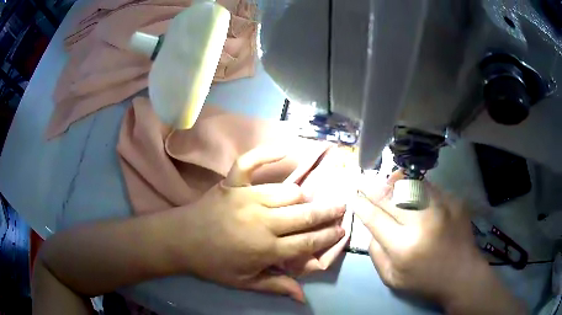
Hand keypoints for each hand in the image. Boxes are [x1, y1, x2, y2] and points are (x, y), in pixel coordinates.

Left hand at [172, 146, 345, 301]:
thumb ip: (275, 286)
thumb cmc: (212, 263)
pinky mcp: (232, 183)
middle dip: (328, 212)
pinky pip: (252, 161)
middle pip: (305, 215)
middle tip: (342, 206)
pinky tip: (286, 149)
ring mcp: (247, 198)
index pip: (307, 242)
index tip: (341, 229)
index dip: (327, 236)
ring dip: (301, 197)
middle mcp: (262, 221)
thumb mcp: (243, 282)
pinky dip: (269, 153)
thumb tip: (303, 298)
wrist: (180, 240)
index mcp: (266, 249)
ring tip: (307, 201)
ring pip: (288, 192)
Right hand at [353, 172, 525, 313]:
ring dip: (394, 182)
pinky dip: (416, 187)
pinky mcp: (454, 200)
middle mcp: (423, 221)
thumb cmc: (425, 281)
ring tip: (387, 182)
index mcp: (404, 246)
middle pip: (390, 196)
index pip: (375, 218)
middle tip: (362, 180)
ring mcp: (442, 206)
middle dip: (372, 187)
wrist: (462, 274)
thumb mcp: (392, 278)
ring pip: (410, 184)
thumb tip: (371, 227)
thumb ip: (376, 253)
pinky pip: (429, 187)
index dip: (361, 205)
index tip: (353, 196)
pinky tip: (413, 192)